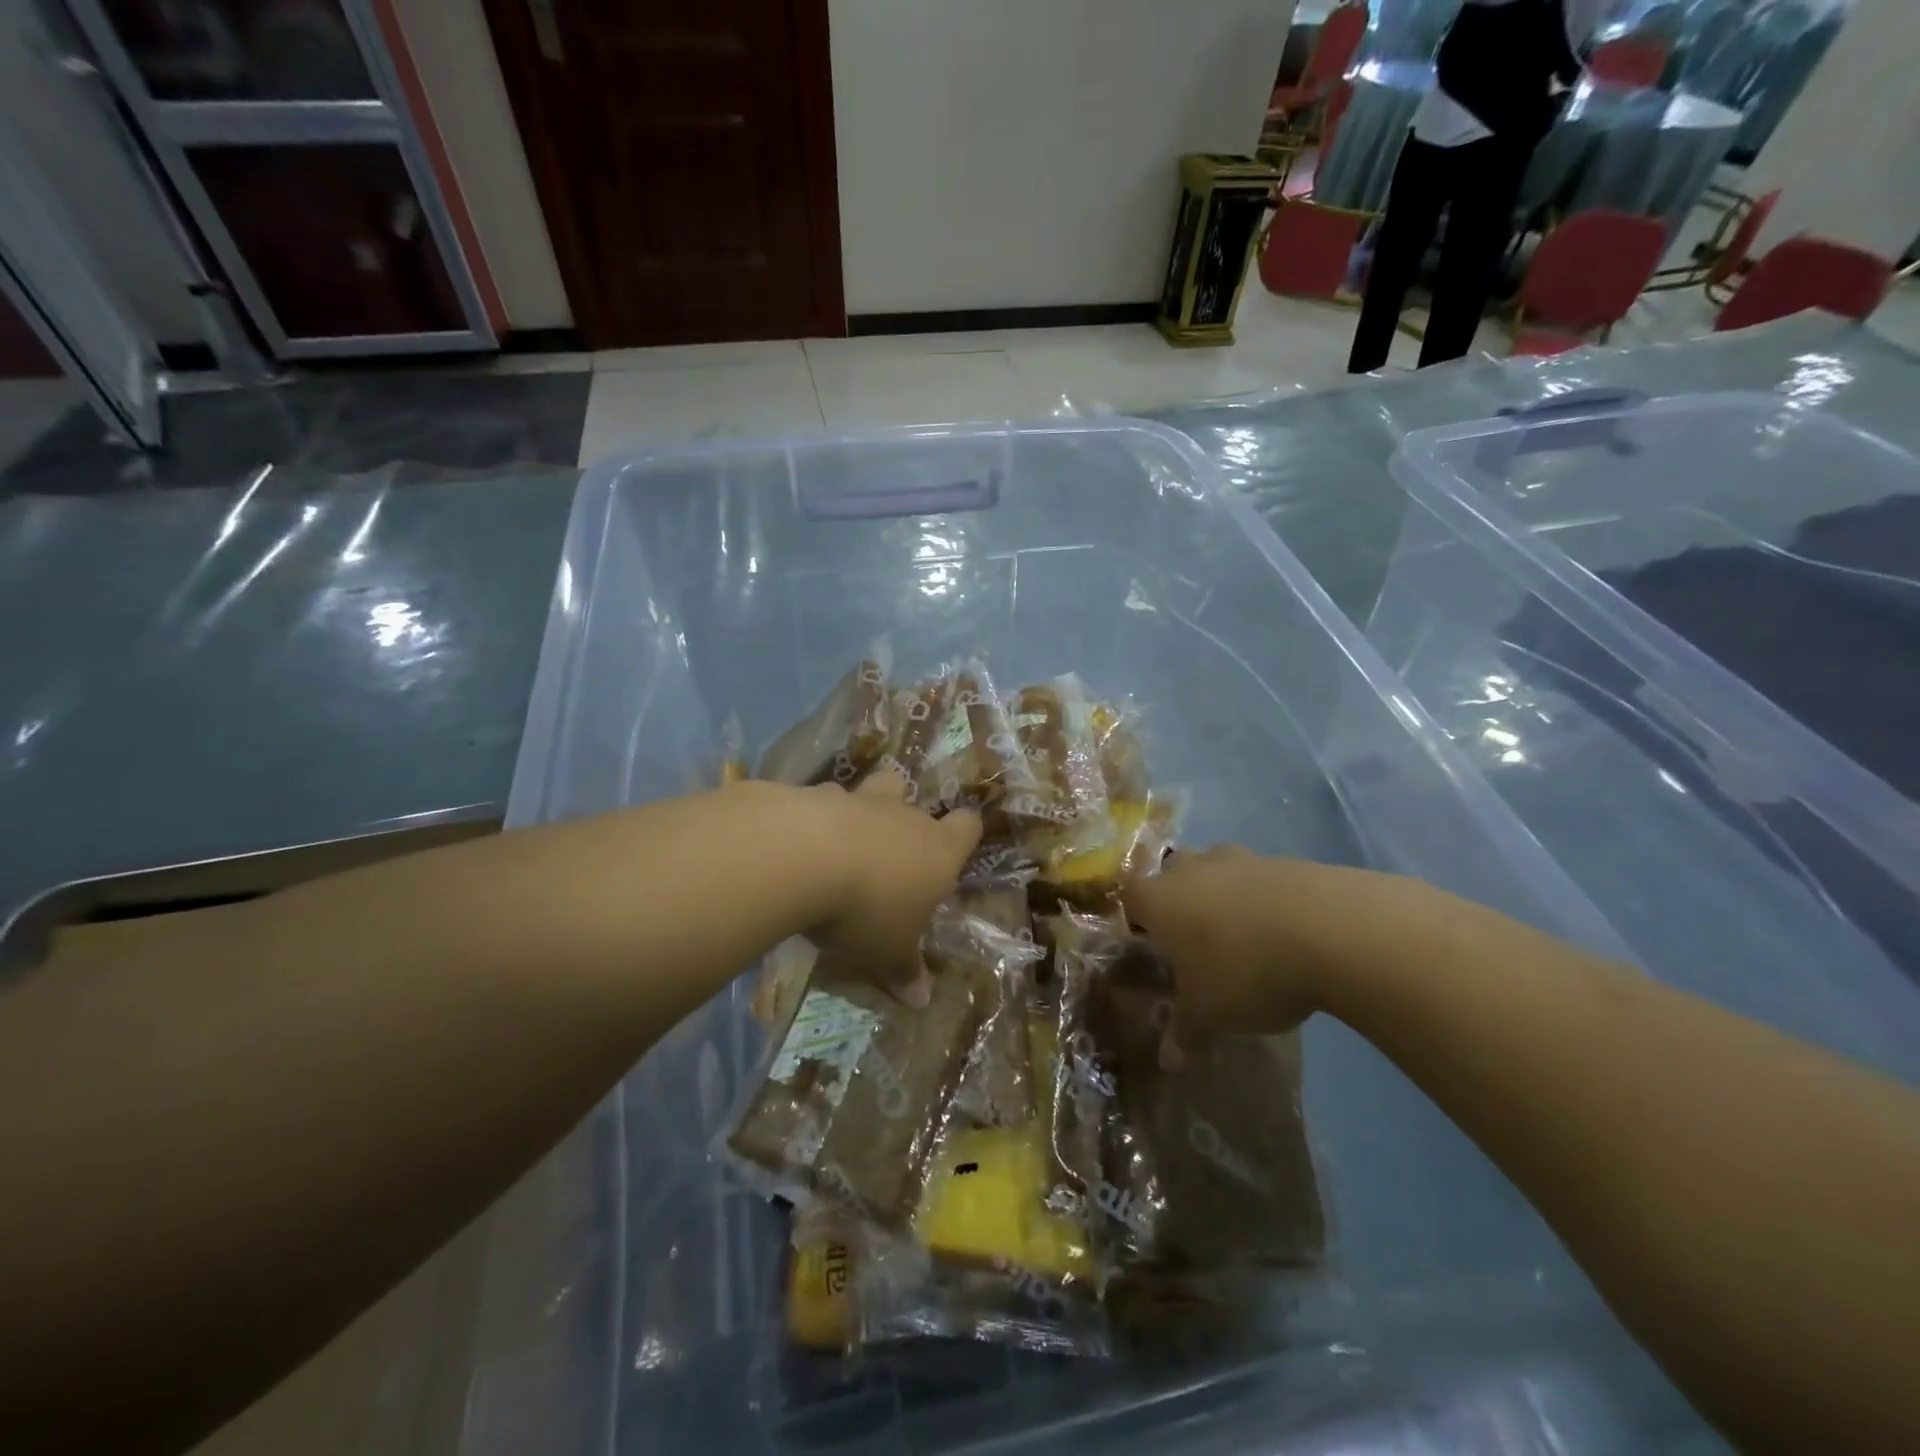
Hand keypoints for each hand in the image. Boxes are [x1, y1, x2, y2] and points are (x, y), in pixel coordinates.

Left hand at [806, 769, 982, 1005]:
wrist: (803, 858)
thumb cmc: (865, 910)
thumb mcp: (887, 952)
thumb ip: (905, 970)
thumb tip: (922, 1001)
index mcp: (937, 850)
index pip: (968, 826)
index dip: (963, 834)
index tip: (954, 848)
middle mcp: (904, 817)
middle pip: (915, 799)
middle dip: (904, 818)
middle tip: (887, 853)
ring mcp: (859, 799)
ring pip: (871, 789)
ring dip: (861, 810)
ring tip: (842, 840)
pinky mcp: (815, 793)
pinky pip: (823, 799)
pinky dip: (816, 815)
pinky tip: (800, 840)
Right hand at [1125, 848, 1448, 1068]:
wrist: (1329, 930)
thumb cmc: (1244, 970)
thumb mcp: (1208, 1013)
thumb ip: (1184, 1032)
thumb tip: (1167, 1062)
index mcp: (1159, 899)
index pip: (1129, 896)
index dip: (1136, 918)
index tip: (1151, 945)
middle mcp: (1192, 869)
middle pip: (1172, 875)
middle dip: (1179, 901)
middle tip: (1194, 942)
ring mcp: (1240, 859)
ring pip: (1217, 871)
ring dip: (1223, 896)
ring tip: (1243, 939)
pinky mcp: (1284, 862)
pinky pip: (1260, 879)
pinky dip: (1264, 900)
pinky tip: (1284, 935)